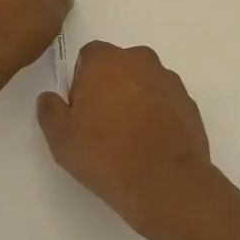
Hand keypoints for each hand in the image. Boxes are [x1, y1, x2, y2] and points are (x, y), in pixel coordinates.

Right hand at [36, 42, 222, 239]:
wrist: (165, 183)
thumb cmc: (106, 155)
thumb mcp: (61, 139)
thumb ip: (50, 111)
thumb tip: (50, 98)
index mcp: (107, 61)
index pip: (89, 55)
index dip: (82, 79)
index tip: (81, 109)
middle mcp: (141, 61)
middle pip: (119, 65)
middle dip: (110, 86)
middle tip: (103, 123)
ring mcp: (169, 81)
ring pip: (144, 82)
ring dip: (136, 99)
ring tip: (129, 137)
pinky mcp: (189, 103)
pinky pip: (165, 101)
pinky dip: (157, 114)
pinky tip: (151, 144)